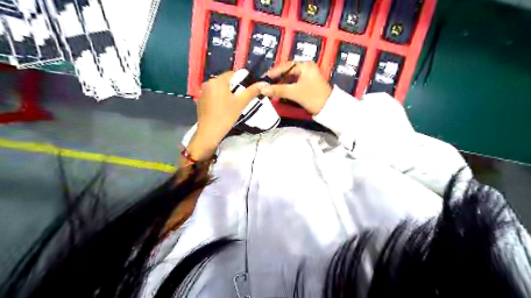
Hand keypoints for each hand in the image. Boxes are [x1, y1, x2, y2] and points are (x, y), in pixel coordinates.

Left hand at [188, 71, 269, 161]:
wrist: (209, 132)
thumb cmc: (226, 116)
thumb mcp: (241, 103)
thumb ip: (252, 91)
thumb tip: (264, 83)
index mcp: (217, 81)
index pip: (232, 73)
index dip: (242, 79)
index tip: (247, 89)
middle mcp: (208, 83)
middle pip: (225, 81)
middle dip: (234, 88)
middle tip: (241, 98)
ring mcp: (202, 92)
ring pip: (218, 89)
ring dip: (226, 93)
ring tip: (233, 104)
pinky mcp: (200, 101)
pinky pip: (212, 95)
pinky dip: (218, 98)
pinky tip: (223, 108)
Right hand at [261, 60, 329, 113]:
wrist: (329, 108)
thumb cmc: (312, 97)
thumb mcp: (294, 92)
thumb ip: (278, 90)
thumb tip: (262, 88)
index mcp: (305, 65)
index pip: (286, 66)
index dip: (274, 72)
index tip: (264, 78)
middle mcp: (307, 67)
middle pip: (288, 71)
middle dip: (278, 79)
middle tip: (267, 84)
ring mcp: (308, 76)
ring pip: (291, 78)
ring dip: (282, 84)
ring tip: (272, 89)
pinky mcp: (308, 84)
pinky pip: (295, 83)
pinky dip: (288, 87)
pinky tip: (281, 92)